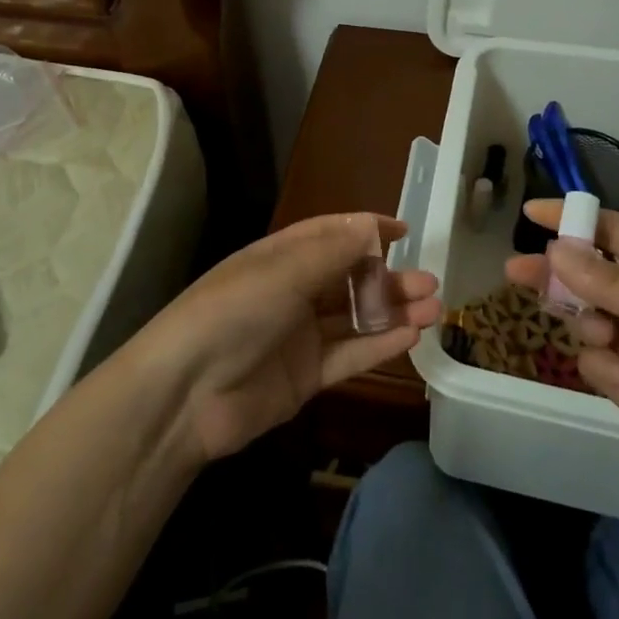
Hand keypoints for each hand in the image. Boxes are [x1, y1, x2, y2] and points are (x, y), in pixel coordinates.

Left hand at [144, 213, 441, 461]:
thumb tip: (371, 225)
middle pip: (349, 279)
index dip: (365, 230)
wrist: (185, 393)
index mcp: (279, 258)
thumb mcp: (282, 272)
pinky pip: (348, 355)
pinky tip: (410, 336)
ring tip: (433, 308)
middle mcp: (291, 292)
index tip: (404, 230)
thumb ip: (332, 253)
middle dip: (388, 278)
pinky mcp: (305, 377)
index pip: (330, 234)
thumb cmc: (233, 313)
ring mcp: (299, 336)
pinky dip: (379, 345)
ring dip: (392, 312)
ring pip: (354, 319)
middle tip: (429, 282)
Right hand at [507, 200, 618, 516]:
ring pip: (584, 317)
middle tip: (515, 270)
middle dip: (554, 272)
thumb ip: (613, 283)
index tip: (532, 213)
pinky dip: (602, 367)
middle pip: (588, 275)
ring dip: (582, 319)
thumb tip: (555, 250)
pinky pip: (594, 362)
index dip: (575, 220)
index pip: (614, 234)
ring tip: (602, 334)